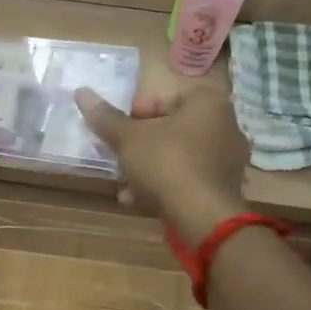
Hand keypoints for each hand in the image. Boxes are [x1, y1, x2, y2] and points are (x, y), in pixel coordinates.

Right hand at [76, 84, 249, 243]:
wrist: (202, 217)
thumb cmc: (166, 164)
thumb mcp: (128, 139)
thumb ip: (106, 118)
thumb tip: (81, 92)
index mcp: (207, 102)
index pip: (163, 98)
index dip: (135, 115)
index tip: (119, 133)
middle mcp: (226, 125)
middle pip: (171, 128)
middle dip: (141, 145)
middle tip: (120, 158)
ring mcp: (229, 158)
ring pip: (179, 155)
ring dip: (150, 167)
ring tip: (125, 185)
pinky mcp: (225, 186)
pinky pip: (190, 177)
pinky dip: (167, 184)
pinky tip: (140, 200)